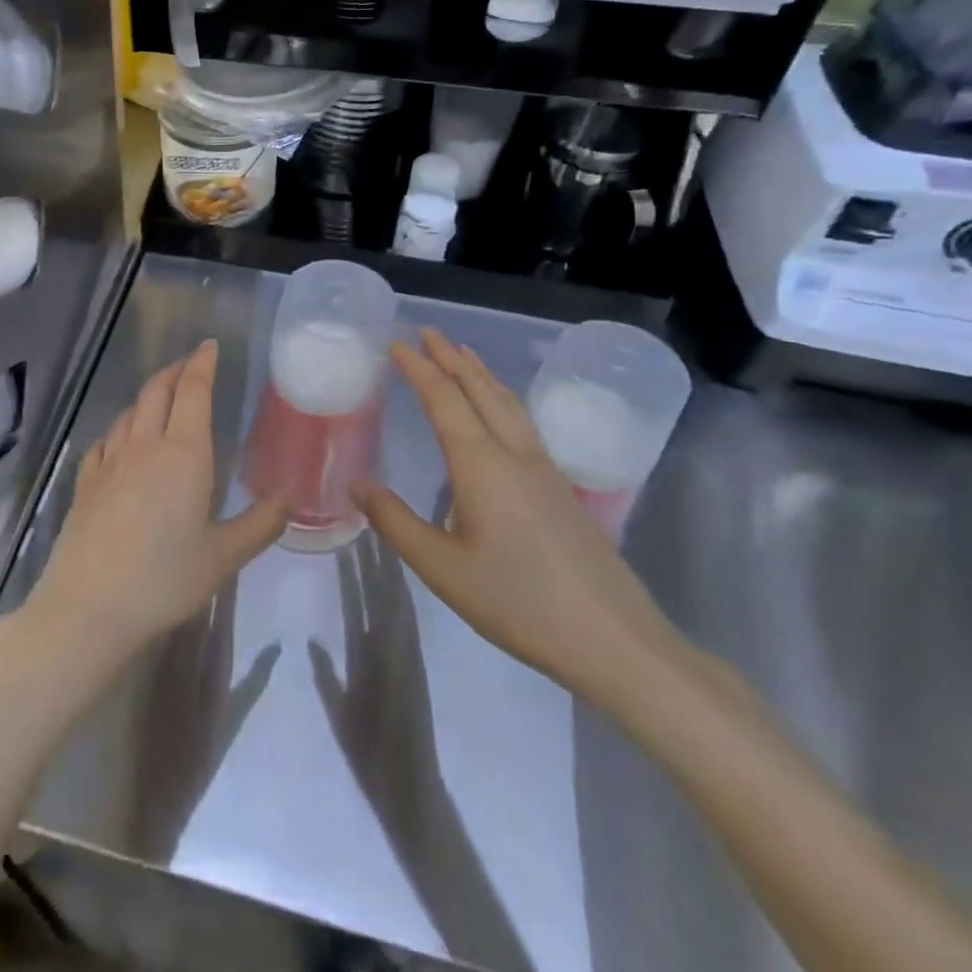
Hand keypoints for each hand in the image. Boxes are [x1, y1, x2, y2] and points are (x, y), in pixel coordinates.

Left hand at [25, 340, 287, 668]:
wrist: (89, 607)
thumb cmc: (164, 579)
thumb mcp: (224, 557)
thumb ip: (261, 524)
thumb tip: (291, 497)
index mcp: (184, 454)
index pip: (193, 392)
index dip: (202, 364)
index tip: (209, 345)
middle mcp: (144, 446)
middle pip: (157, 391)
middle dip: (175, 371)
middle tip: (189, 363)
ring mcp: (109, 462)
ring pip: (129, 412)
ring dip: (147, 395)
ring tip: (160, 397)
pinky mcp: (85, 482)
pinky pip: (105, 440)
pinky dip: (119, 428)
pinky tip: (120, 440)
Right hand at [357, 329, 683, 708]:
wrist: (613, 640)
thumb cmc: (518, 602)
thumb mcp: (442, 568)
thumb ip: (396, 523)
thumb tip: (358, 485)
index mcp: (481, 465)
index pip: (444, 400)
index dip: (419, 368)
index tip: (397, 343)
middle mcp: (514, 454)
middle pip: (481, 390)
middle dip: (451, 357)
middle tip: (427, 332)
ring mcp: (545, 469)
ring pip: (509, 404)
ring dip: (481, 373)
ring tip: (463, 355)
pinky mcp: (562, 489)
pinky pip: (524, 423)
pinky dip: (502, 398)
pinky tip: (501, 413)